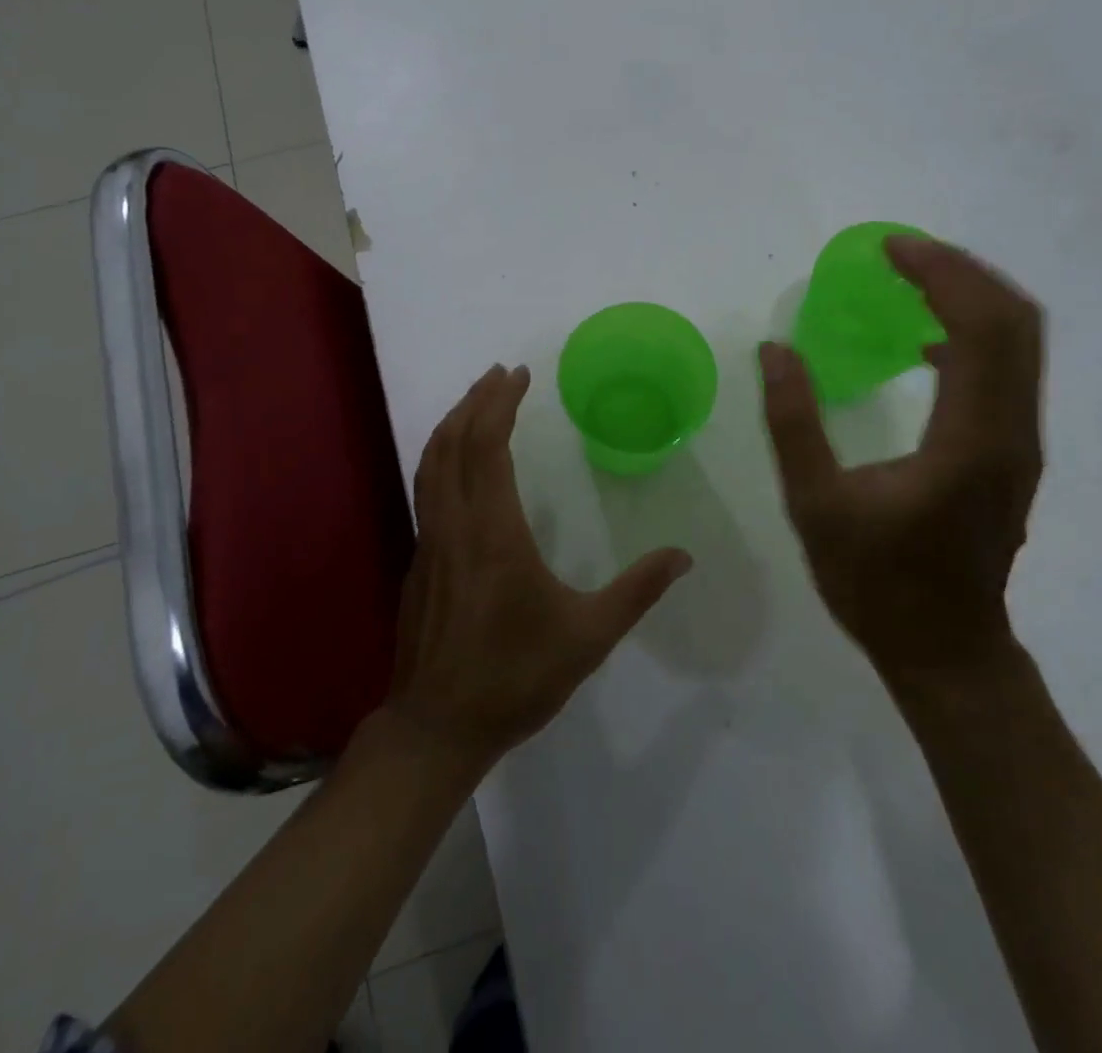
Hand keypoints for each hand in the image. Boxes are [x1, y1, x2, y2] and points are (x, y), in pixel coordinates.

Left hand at [391, 364, 692, 768]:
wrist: (436, 727)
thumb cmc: (514, 677)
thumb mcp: (588, 637)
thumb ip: (637, 592)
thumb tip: (683, 557)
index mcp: (492, 532)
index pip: (487, 446)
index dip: (500, 404)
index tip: (518, 374)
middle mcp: (453, 525)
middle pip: (452, 443)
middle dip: (474, 401)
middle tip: (498, 374)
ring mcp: (427, 542)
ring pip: (430, 464)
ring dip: (451, 425)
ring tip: (474, 403)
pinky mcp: (418, 562)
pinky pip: (425, 490)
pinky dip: (441, 458)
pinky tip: (458, 465)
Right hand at [759, 235, 1044, 696]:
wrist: (946, 650)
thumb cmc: (876, 583)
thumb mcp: (815, 504)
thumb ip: (793, 422)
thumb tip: (775, 349)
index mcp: (970, 441)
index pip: (978, 328)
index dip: (939, 274)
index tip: (889, 248)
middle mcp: (1013, 433)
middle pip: (1016, 322)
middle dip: (962, 272)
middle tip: (901, 252)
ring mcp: (1021, 444)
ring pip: (1021, 344)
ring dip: (972, 297)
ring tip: (913, 279)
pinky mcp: (1013, 455)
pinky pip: (1009, 371)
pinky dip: (974, 334)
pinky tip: (925, 342)